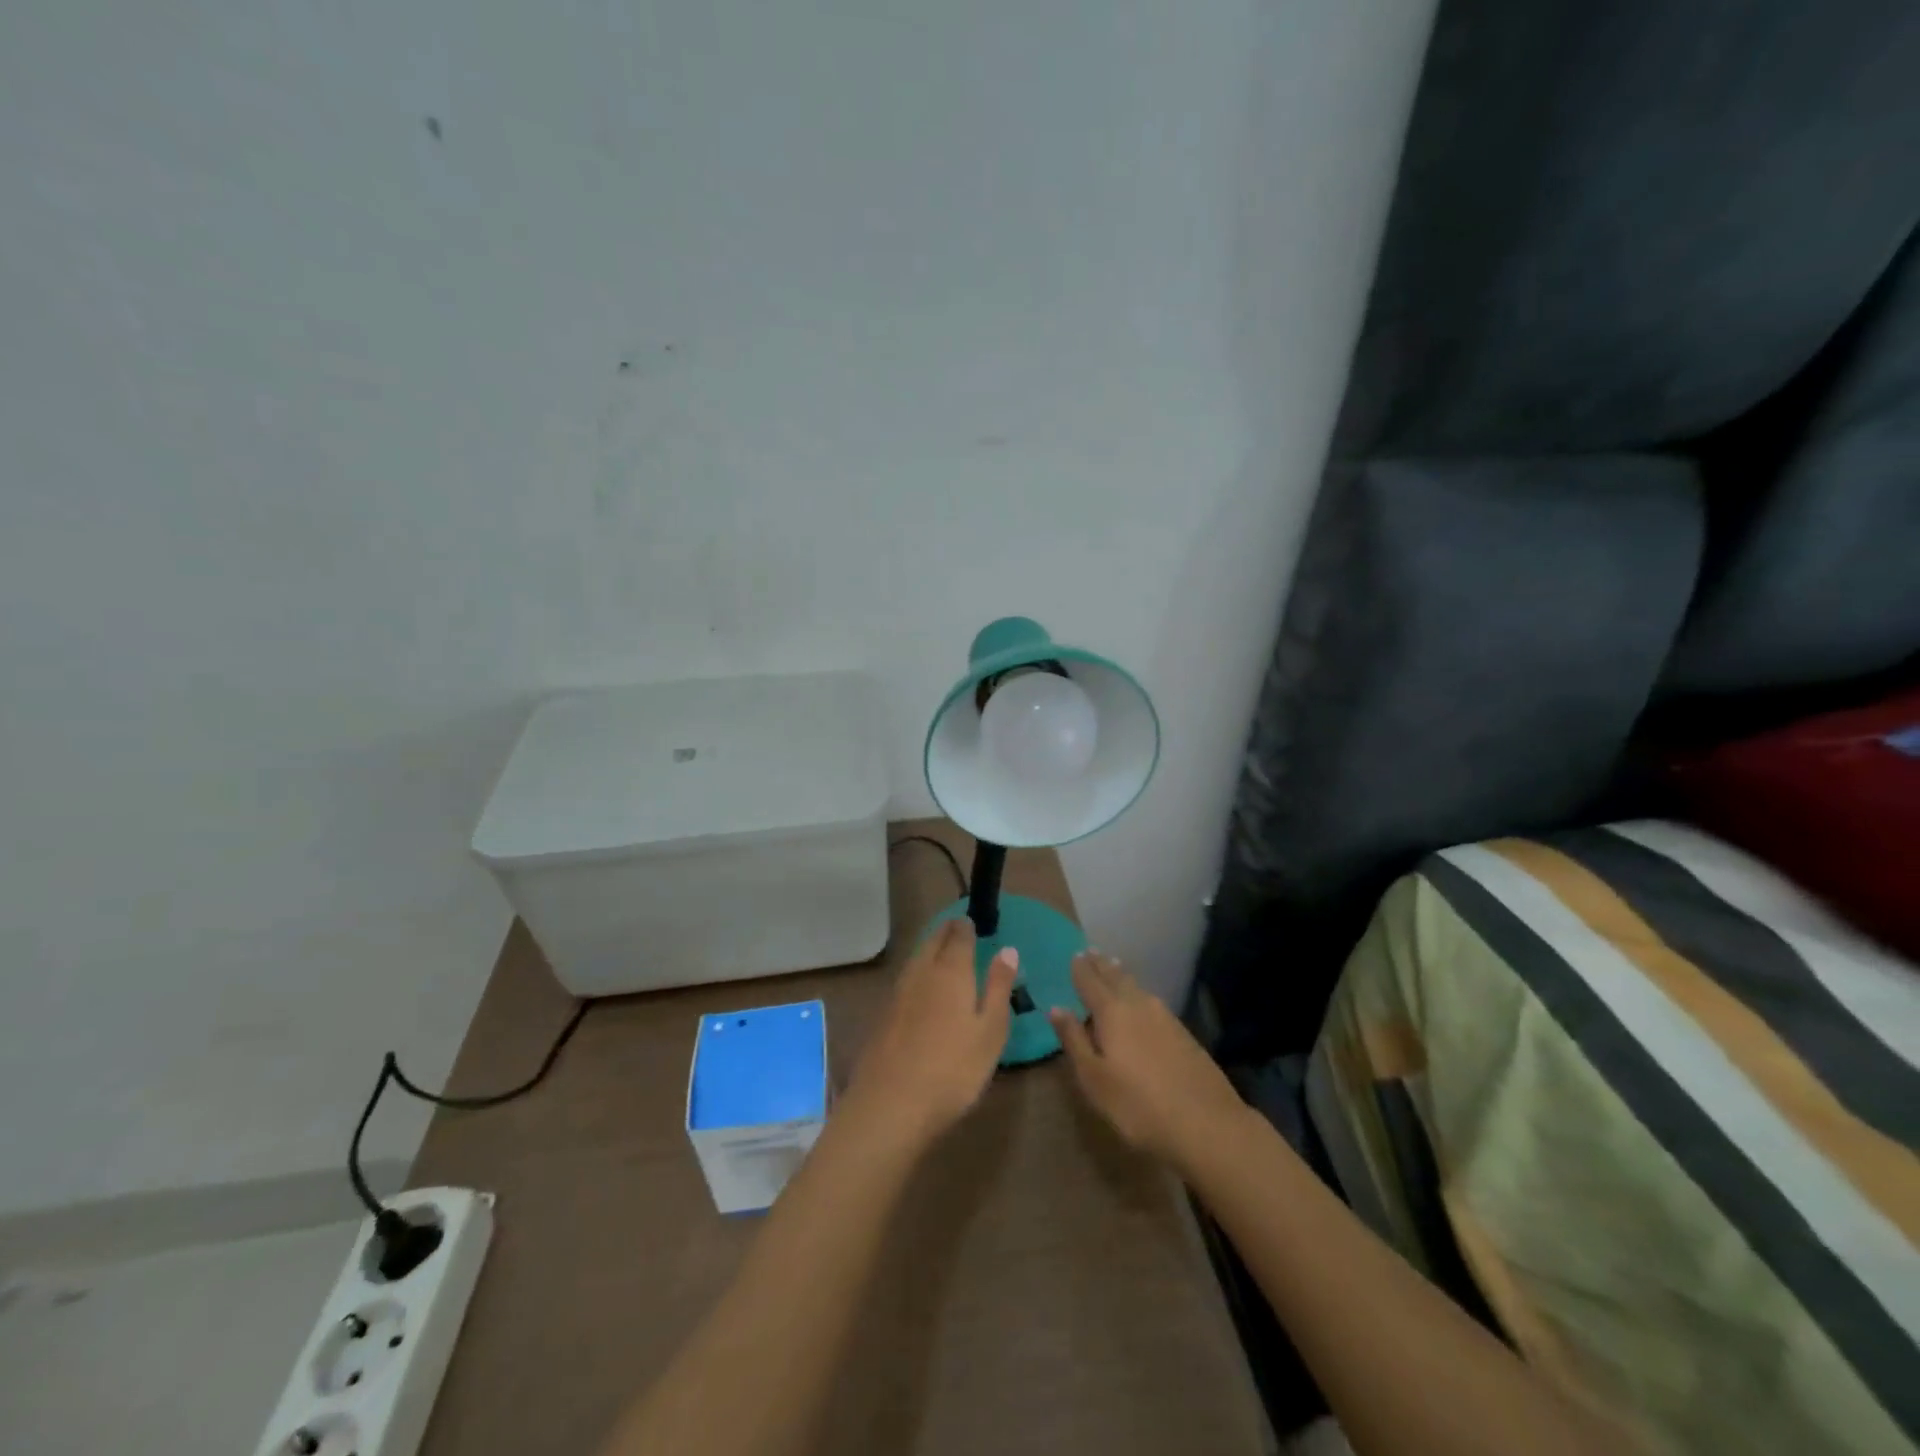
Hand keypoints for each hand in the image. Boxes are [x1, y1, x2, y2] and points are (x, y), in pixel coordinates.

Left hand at [844, 917, 1016, 1146]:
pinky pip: (905, 980)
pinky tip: (921, 987)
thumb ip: (998, 986)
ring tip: (941, 951)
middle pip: (932, 942)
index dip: (966, 926)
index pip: (958, 936)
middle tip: (957, 928)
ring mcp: (897, 994)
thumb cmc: (953, 1069)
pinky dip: (917, 972)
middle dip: (945, 932)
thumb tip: (1007, 949)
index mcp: (950, 971)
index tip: (972, 921)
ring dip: (929, 949)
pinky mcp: (883, 1016)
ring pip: (916, 959)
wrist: (891, 1105)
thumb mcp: (990, 1030)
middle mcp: (921, 973)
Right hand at [1049, 951, 1247, 1168]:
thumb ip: (1075, 1041)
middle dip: (1102, 965)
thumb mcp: (1094, 1079)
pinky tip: (1142, 1001)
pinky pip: (1153, 1001)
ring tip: (1114, 967)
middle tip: (1092, 952)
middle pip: (1116, 978)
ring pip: (1137, 987)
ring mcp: (1165, 1017)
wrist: (1207, 1124)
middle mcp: (1138, 1005)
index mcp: (1112, 1013)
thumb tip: (1057, 1008)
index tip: (1075, 954)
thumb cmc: (1138, 1105)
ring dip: (1122, 975)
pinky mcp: (1183, 1033)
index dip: (1081, 969)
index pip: (1091, 982)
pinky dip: (1140, 993)